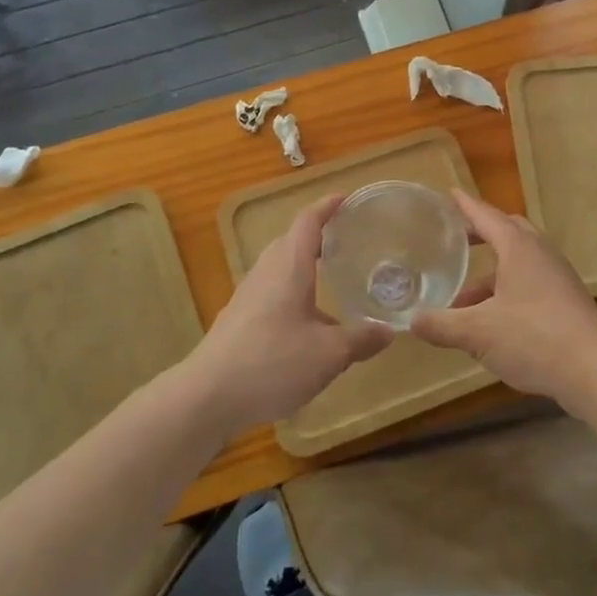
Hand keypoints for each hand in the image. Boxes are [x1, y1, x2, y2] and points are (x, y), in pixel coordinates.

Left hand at [184, 194, 392, 436]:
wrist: (208, 396)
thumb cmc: (273, 362)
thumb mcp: (328, 354)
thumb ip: (360, 340)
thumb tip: (389, 332)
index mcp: (289, 266)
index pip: (309, 222)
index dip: (328, 206)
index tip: (347, 198)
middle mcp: (266, 272)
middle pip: (291, 241)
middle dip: (317, 236)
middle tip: (346, 240)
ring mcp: (248, 296)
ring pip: (279, 268)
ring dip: (303, 267)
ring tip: (330, 281)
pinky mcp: (238, 320)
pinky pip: (270, 292)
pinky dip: (292, 293)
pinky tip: (306, 324)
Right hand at [411, 192, 596, 416]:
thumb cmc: (534, 339)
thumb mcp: (478, 333)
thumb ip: (442, 325)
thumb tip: (412, 321)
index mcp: (518, 248)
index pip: (486, 216)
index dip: (465, 206)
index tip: (450, 194)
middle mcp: (540, 254)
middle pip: (508, 232)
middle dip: (480, 234)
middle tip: (456, 241)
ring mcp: (558, 278)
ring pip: (518, 263)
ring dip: (490, 274)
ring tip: (462, 300)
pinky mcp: (567, 302)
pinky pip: (530, 284)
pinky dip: (506, 292)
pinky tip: (491, 322)